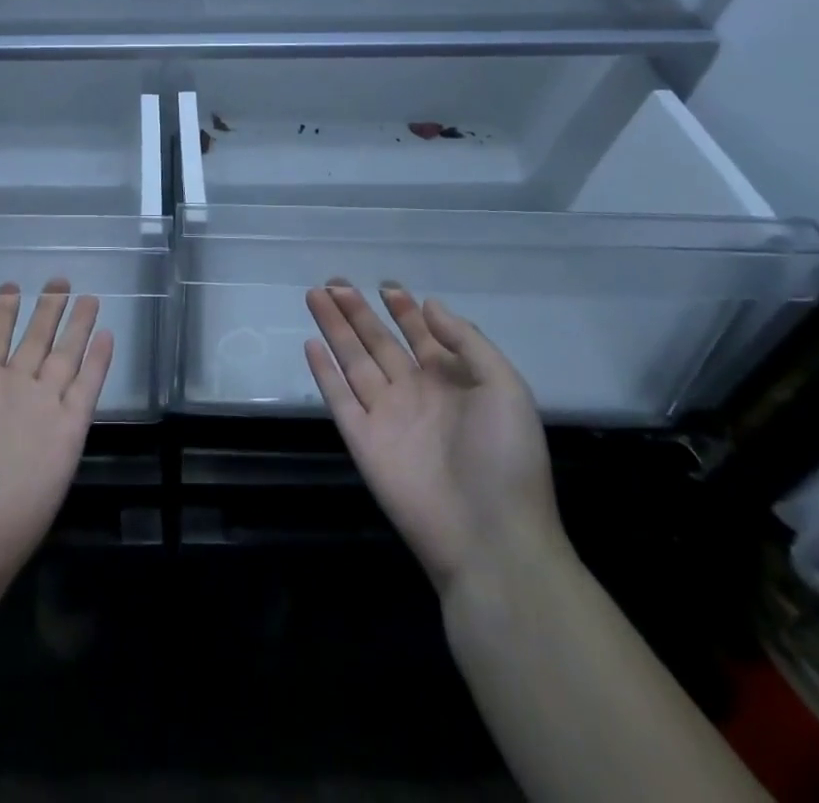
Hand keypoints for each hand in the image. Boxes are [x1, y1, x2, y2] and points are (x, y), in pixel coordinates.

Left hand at [0, 280, 112, 608]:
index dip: (4, 310)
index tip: (12, 285)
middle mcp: (13, 389)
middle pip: (36, 339)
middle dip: (47, 310)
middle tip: (59, 280)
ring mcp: (42, 409)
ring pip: (64, 356)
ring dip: (77, 328)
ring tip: (88, 298)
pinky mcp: (68, 432)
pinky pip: (87, 387)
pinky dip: (97, 362)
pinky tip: (106, 336)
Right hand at [304, 282, 565, 594]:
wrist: (490, 538)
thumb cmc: (506, 459)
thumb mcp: (505, 389)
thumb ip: (467, 342)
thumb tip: (429, 304)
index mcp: (452, 382)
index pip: (421, 335)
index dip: (405, 310)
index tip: (386, 285)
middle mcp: (415, 393)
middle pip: (379, 341)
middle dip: (358, 310)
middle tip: (335, 281)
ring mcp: (386, 415)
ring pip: (353, 360)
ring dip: (335, 328)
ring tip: (316, 295)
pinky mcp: (363, 440)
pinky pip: (339, 398)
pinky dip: (324, 372)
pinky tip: (311, 344)